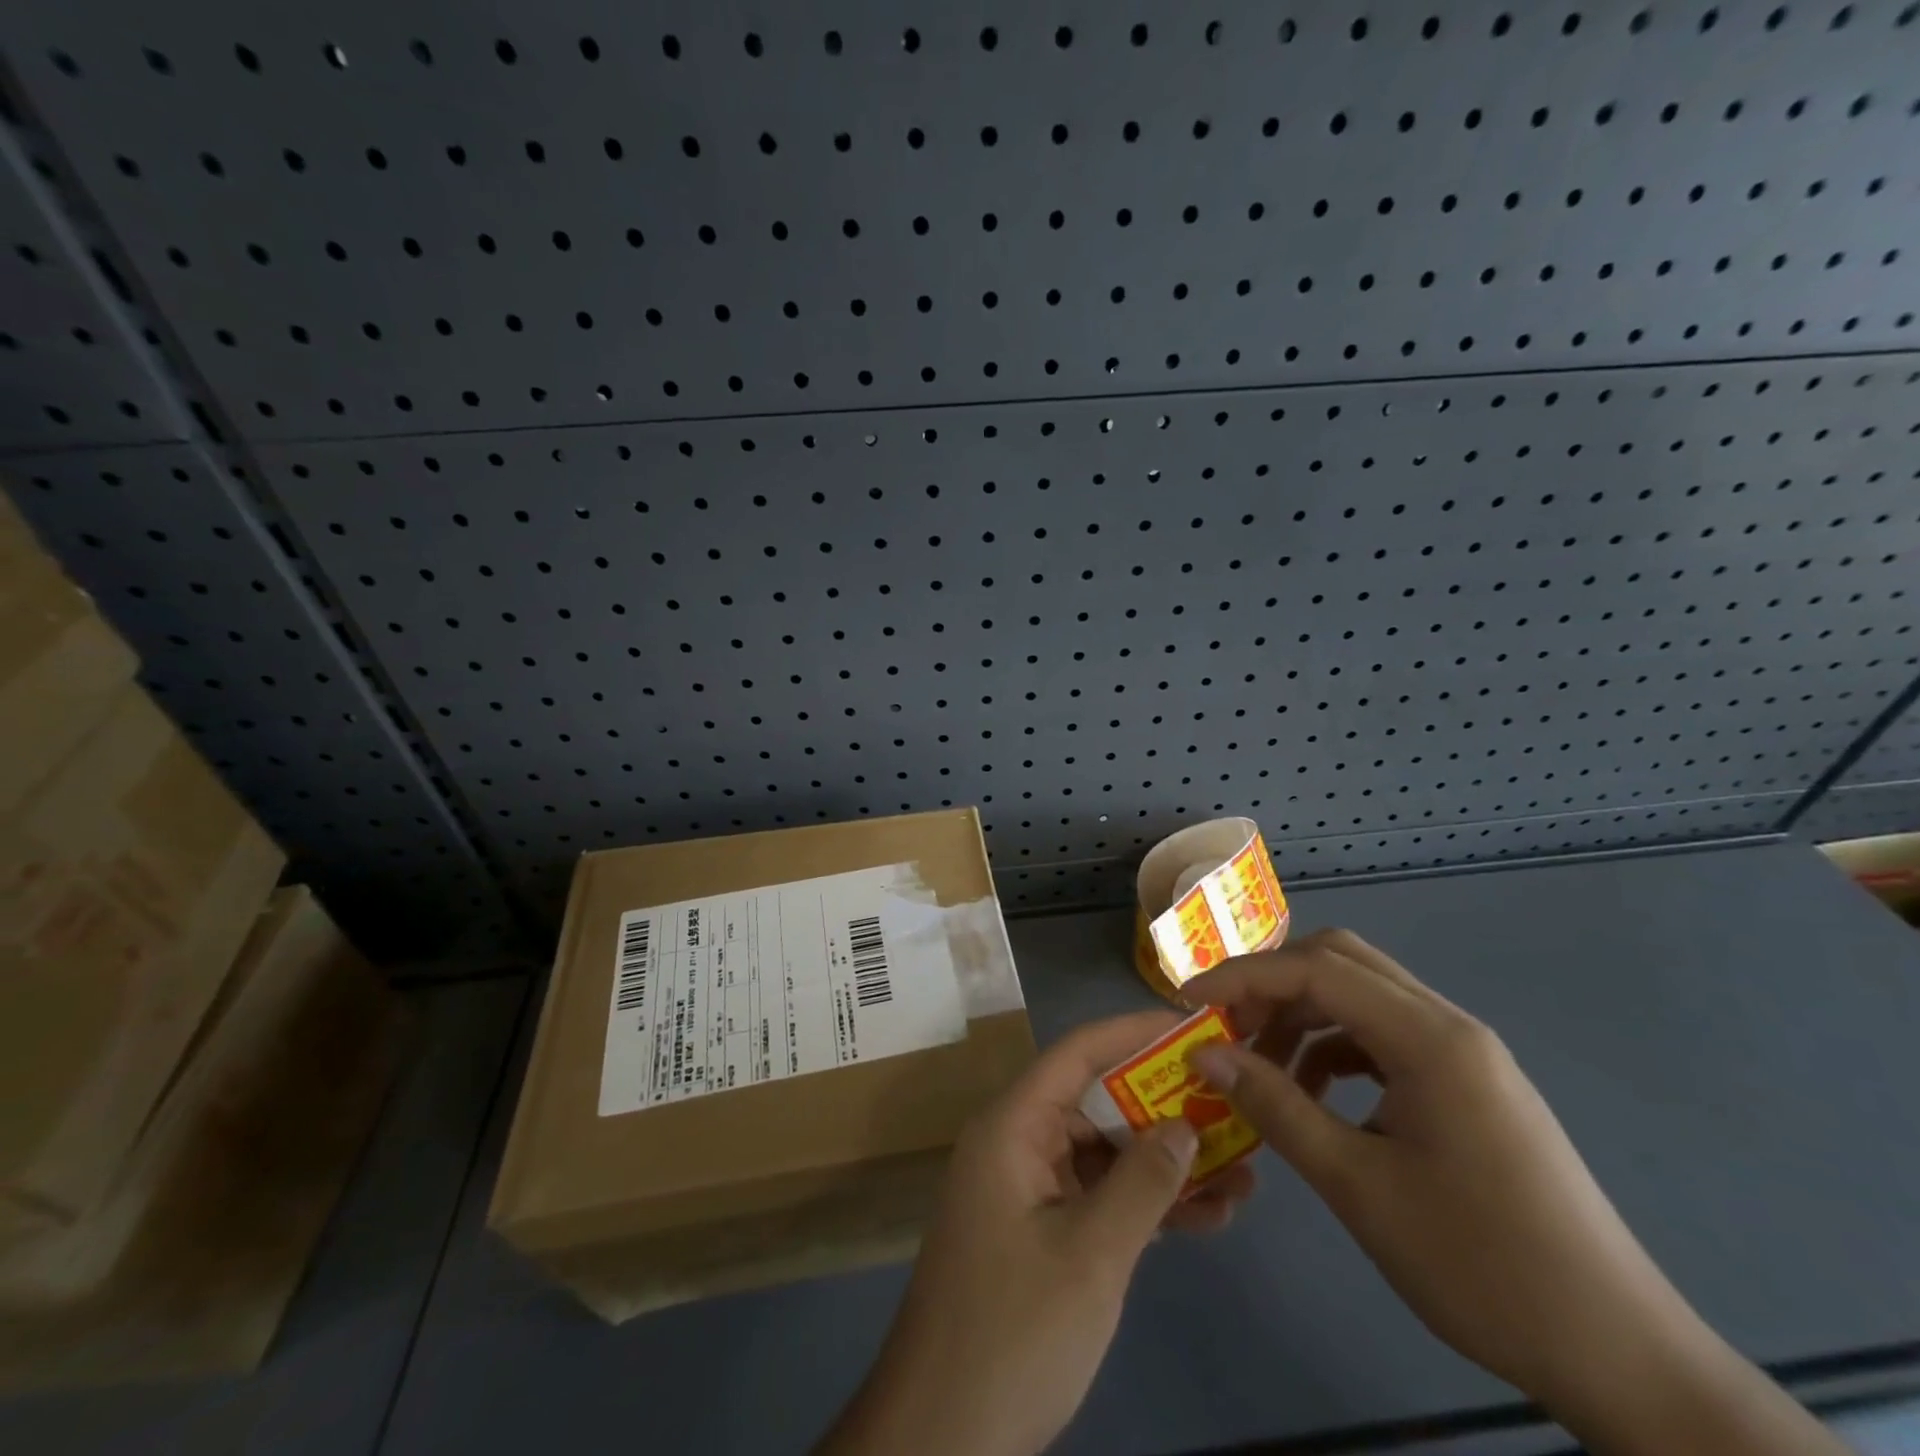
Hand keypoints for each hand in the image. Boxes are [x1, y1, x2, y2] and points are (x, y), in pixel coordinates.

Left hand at [820, 1009, 1255, 1455]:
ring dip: (1165, 1162)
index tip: (1192, 1026)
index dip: (1133, 1031)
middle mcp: (1018, 1143)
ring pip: (1105, 1152)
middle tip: (1232, 1102)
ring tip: (1244, 1169)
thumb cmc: (1013, 1330)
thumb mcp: (1091, 1254)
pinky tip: (1210, 1216)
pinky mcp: (1041, 1232)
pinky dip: (1146, 1204)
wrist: (942, 1436)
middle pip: (1096, 1101)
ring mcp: (1029, 1189)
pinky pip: (1099, 1197)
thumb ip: (1142, 1183)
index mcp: (1013, 1126)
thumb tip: (1184, 1124)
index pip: (1077, 1053)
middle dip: (1163, 1104)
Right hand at [1185, 929, 1846, 1455]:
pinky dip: (1335, 1048)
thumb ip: (1276, 1107)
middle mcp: (1448, 1025)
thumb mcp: (1358, 1186)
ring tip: (1263, 1070)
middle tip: (1227, 1027)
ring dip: (1302, 1016)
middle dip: (1272, 984)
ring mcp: (1463, 1052)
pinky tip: (1316, 1096)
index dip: (1243, 977)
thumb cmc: (1481, 1265)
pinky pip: (1384, 1035)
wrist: (1619, 1354)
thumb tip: (1206, 1056)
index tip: (1189, 1003)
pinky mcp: (1468, 1082)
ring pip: (1361, 996)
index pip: (1316, 969)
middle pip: (1340, 962)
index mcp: (1430, 1038)